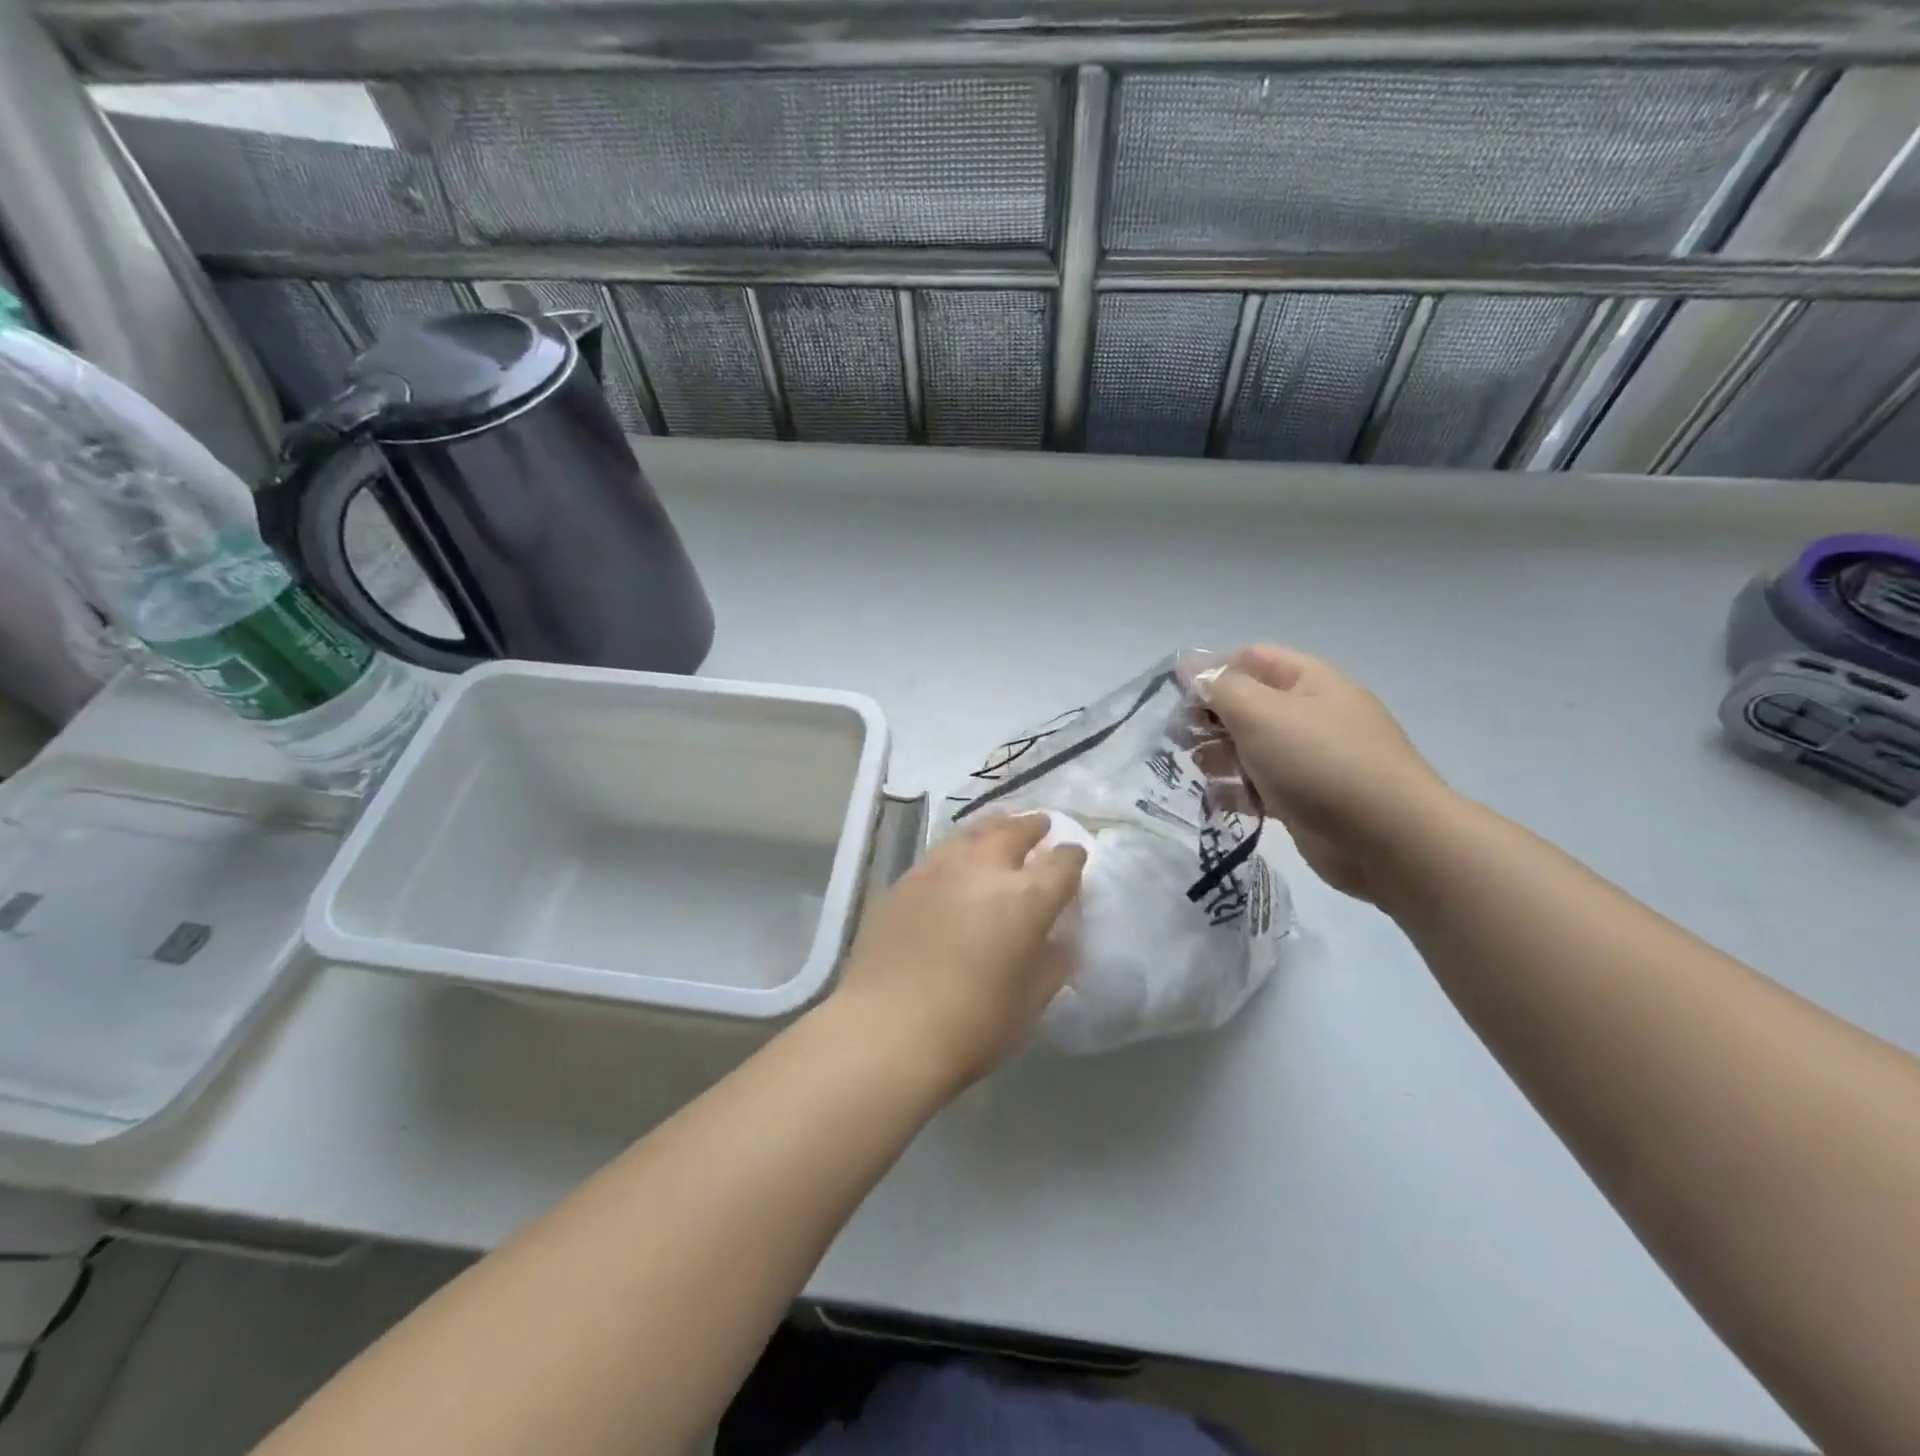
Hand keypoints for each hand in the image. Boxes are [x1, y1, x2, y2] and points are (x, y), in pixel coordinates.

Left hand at [829, 812, 1086, 1091]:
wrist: (887, 1029)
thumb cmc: (972, 1026)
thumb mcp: (1029, 1002)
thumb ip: (1052, 963)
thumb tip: (1059, 939)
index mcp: (1027, 898)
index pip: (1062, 862)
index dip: (1072, 857)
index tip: (1075, 857)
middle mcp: (985, 869)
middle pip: (1016, 832)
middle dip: (1033, 826)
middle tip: (1041, 825)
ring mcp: (940, 869)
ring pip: (974, 832)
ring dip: (994, 827)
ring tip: (1001, 826)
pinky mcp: (905, 880)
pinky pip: (940, 853)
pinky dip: (959, 849)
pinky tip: (956, 861)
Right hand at [1199, 645, 1453, 902]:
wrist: (1388, 840)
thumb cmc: (1321, 763)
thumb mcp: (1262, 714)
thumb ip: (1221, 688)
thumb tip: (1190, 666)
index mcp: (1309, 681)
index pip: (1250, 659)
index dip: (1211, 671)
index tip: (1175, 697)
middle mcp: (1311, 714)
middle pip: (1247, 704)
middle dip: (1209, 718)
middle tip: (1178, 739)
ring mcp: (1310, 759)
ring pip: (1250, 747)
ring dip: (1218, 756)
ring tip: (1196, 770)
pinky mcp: (1305, 799)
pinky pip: (1261, 786)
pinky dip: (1237, 790)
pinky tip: (1219, 801)